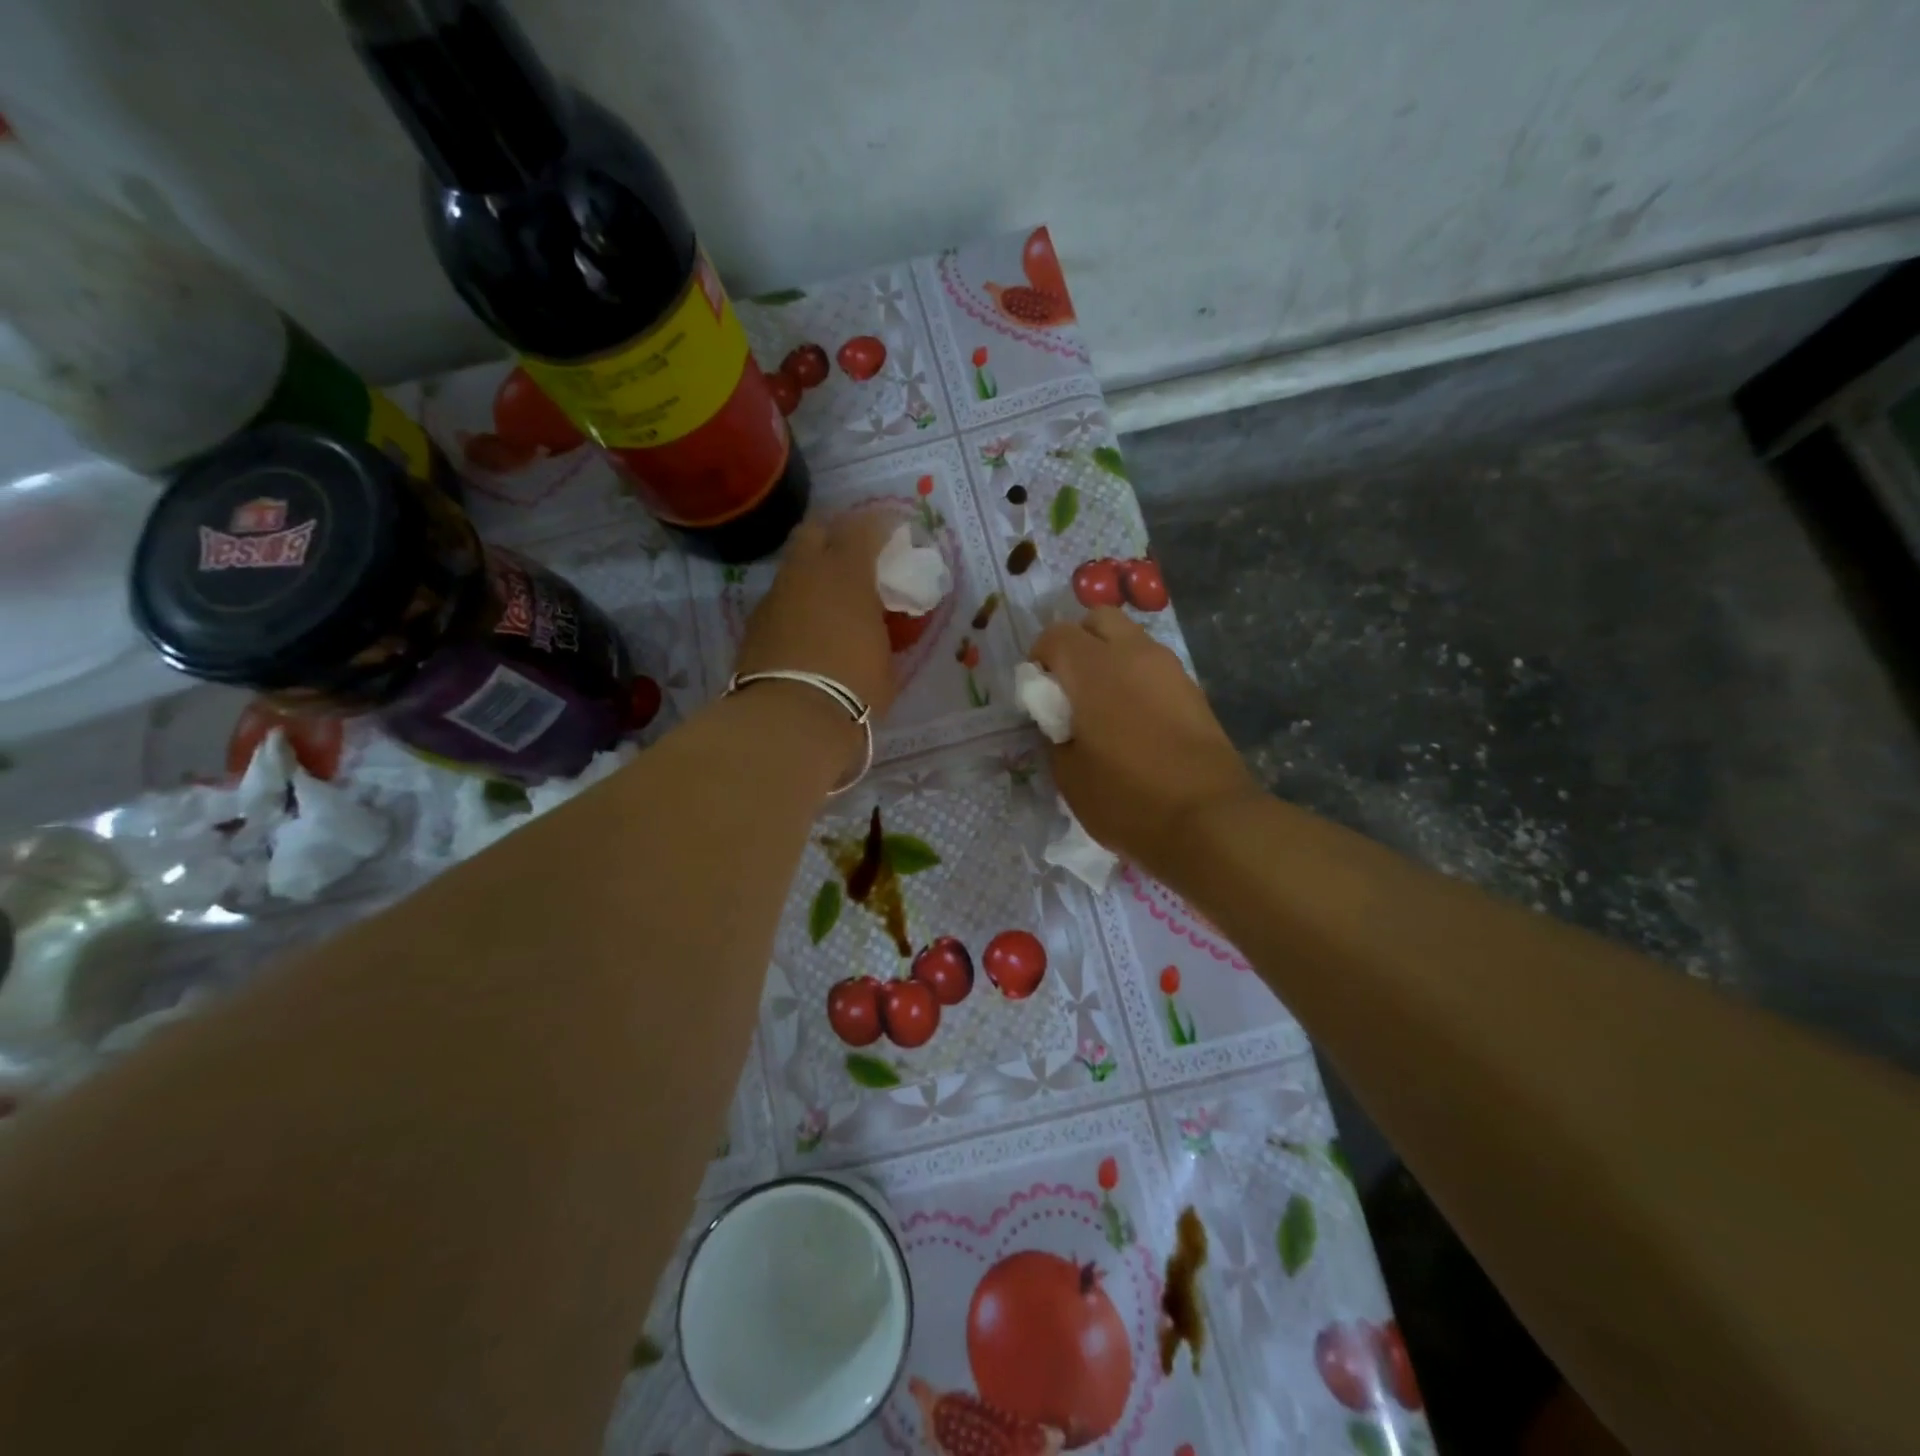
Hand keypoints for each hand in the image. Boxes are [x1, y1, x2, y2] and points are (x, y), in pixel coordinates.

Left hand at [734, 510, 898, 721]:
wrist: (791, 719)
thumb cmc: (854, 687)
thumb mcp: (885, 658)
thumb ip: (881, 628)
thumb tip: (876, 622)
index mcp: (846, 572)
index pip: (865, 526)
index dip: (883, 525)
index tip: (896, 533)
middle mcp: (806, 572)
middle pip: (815, 529)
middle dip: (835, 535)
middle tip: (855, 557)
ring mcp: (774, 596)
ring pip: (794, 566)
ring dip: (813, 573)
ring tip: (831, 600)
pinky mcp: (754, 624)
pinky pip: (780, 600)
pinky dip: (796, 604)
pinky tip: (808, 629)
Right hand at [1031, 609, 1259, 878]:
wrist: (1208, 820)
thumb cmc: (1127, 799)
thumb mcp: (1069, 775)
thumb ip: (1055, 736)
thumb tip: (1060, 723)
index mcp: (1094, 669)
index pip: (1056, 635)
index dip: (1039, 658)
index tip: (1038, 692)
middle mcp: (1133, 654)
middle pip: (1098, 620)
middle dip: (1078, 643)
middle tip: (1071, 687)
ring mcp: (1169, 669)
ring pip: (1131, 639)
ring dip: (1110, 658)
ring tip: (1104, 705)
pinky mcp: (1193, 690)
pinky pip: (1154, 666)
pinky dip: (1137, 678)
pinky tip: (1135, 720)